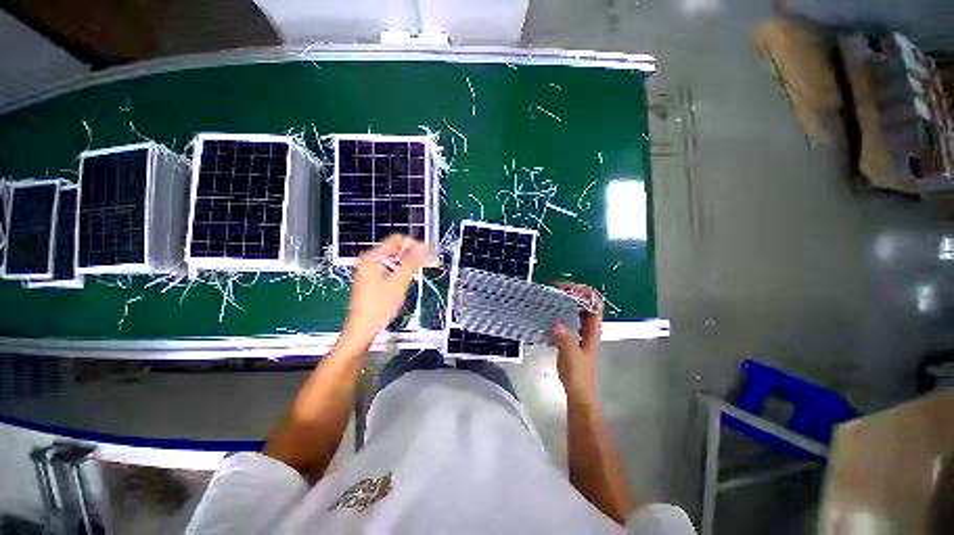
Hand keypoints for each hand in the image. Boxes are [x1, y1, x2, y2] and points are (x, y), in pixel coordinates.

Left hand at [339, 235, 428, 350]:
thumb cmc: (379, 306)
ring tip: (419, 270)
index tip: (428, 252)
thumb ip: (412, 262)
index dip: (414, 244)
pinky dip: (400, 270)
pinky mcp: (371, 279)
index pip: (397, 239)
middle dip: (412, 253)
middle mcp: (369, 260)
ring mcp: (369, 270)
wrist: (362, 329)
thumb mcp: (399, 282)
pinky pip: (389, 268)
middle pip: (395, 248)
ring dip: (407, 262)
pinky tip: (408, 278)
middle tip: (427, 261)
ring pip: (393, 259)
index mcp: (373, 257)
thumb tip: (424, 247)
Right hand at [551, 283, 603, 399]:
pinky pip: (567, 319)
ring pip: (575, 311)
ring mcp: (580, 333)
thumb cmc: (578, 375)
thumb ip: (565, 338)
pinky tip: (548, 315)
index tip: (566, 289)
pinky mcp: (572, 338)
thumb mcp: (571, 355)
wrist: (579, 393)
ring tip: (549, 298)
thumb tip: (556, 322)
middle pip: (585, 303)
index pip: (595, 303)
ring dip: (565, 302)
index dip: (584, 292)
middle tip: (553, 291)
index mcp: (592, 329)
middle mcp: (588, 328)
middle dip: (572, 293)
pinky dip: (559, 313)